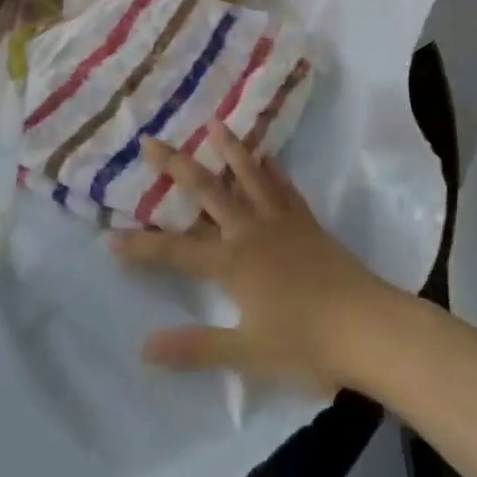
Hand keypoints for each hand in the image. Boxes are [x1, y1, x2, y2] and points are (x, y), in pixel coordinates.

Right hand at [109, 128, 405, 394]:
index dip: (141, 246)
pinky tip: (267, 155)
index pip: (176, 252)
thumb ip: (195, 347)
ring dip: (229, 149)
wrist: (368, 327)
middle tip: (150, 141)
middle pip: (207, 191)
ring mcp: (281, 221)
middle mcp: (251, 230)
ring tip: (214, 123)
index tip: (108, 236)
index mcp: (232, 262)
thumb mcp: (246, 353)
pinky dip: (272, 169)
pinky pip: (284, 187)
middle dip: (175, 166)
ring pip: (248, 176)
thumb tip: (144, 347)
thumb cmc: (306, 345)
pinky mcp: (307, 222)